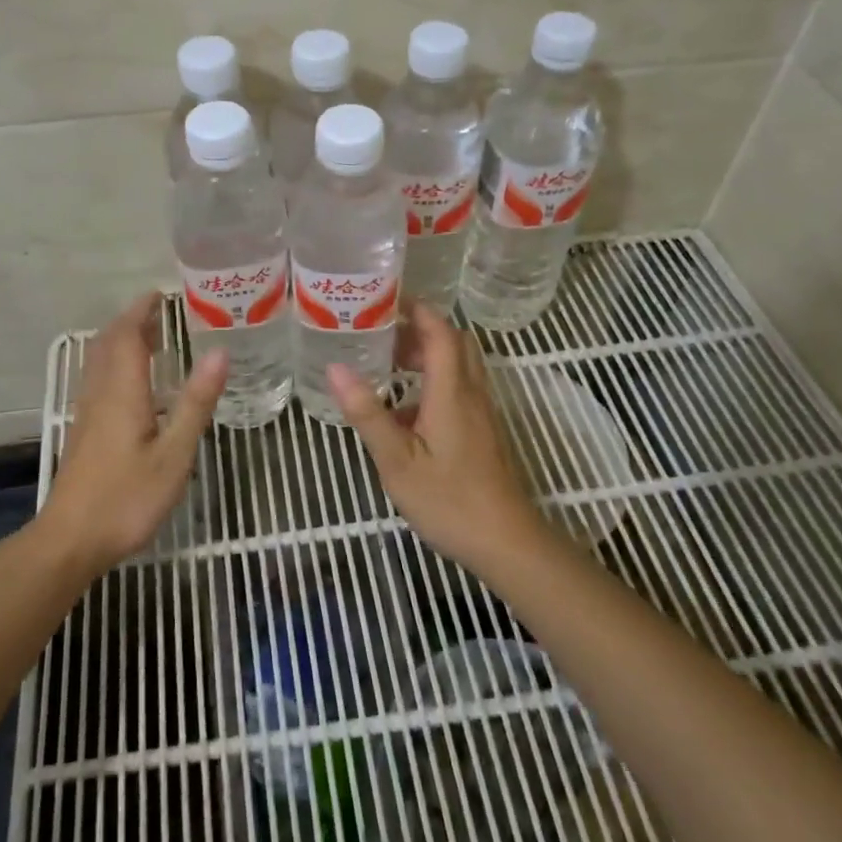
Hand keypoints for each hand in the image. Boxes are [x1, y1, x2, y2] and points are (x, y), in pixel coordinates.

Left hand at [36, 292, 229, 576]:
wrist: (70, 540)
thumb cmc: (127, 498)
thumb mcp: (174, 454)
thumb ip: (196, 403)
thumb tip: (220, 353)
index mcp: (123, 392)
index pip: (128, 336)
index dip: (142, 311)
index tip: (161, 295)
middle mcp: (101, 394)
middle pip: (109, 344)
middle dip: (131, 321)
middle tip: (159, 312)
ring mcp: (88, 413)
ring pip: (100, 362)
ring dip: (121, 341)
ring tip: (149, 337)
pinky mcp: (85, 432)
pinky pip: (98, 380)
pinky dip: (116, 364)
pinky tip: (132, 383)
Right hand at [328, 302, 546, 574]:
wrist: (505, 542)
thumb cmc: (448, 500)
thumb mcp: (397, 460)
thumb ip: (367, 413)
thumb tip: (336, 368)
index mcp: (451, 391)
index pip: (440, 332)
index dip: (417, 309)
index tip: (386, 299)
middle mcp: (471, 393)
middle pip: (454, 342)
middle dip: (421, 329)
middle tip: (383, 333)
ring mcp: (482, 413)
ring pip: (460, 366)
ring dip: (429, 356)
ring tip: (389, 366)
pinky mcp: (484, 432)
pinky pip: (461, 389)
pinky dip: (435, 382)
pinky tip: (406, 413)